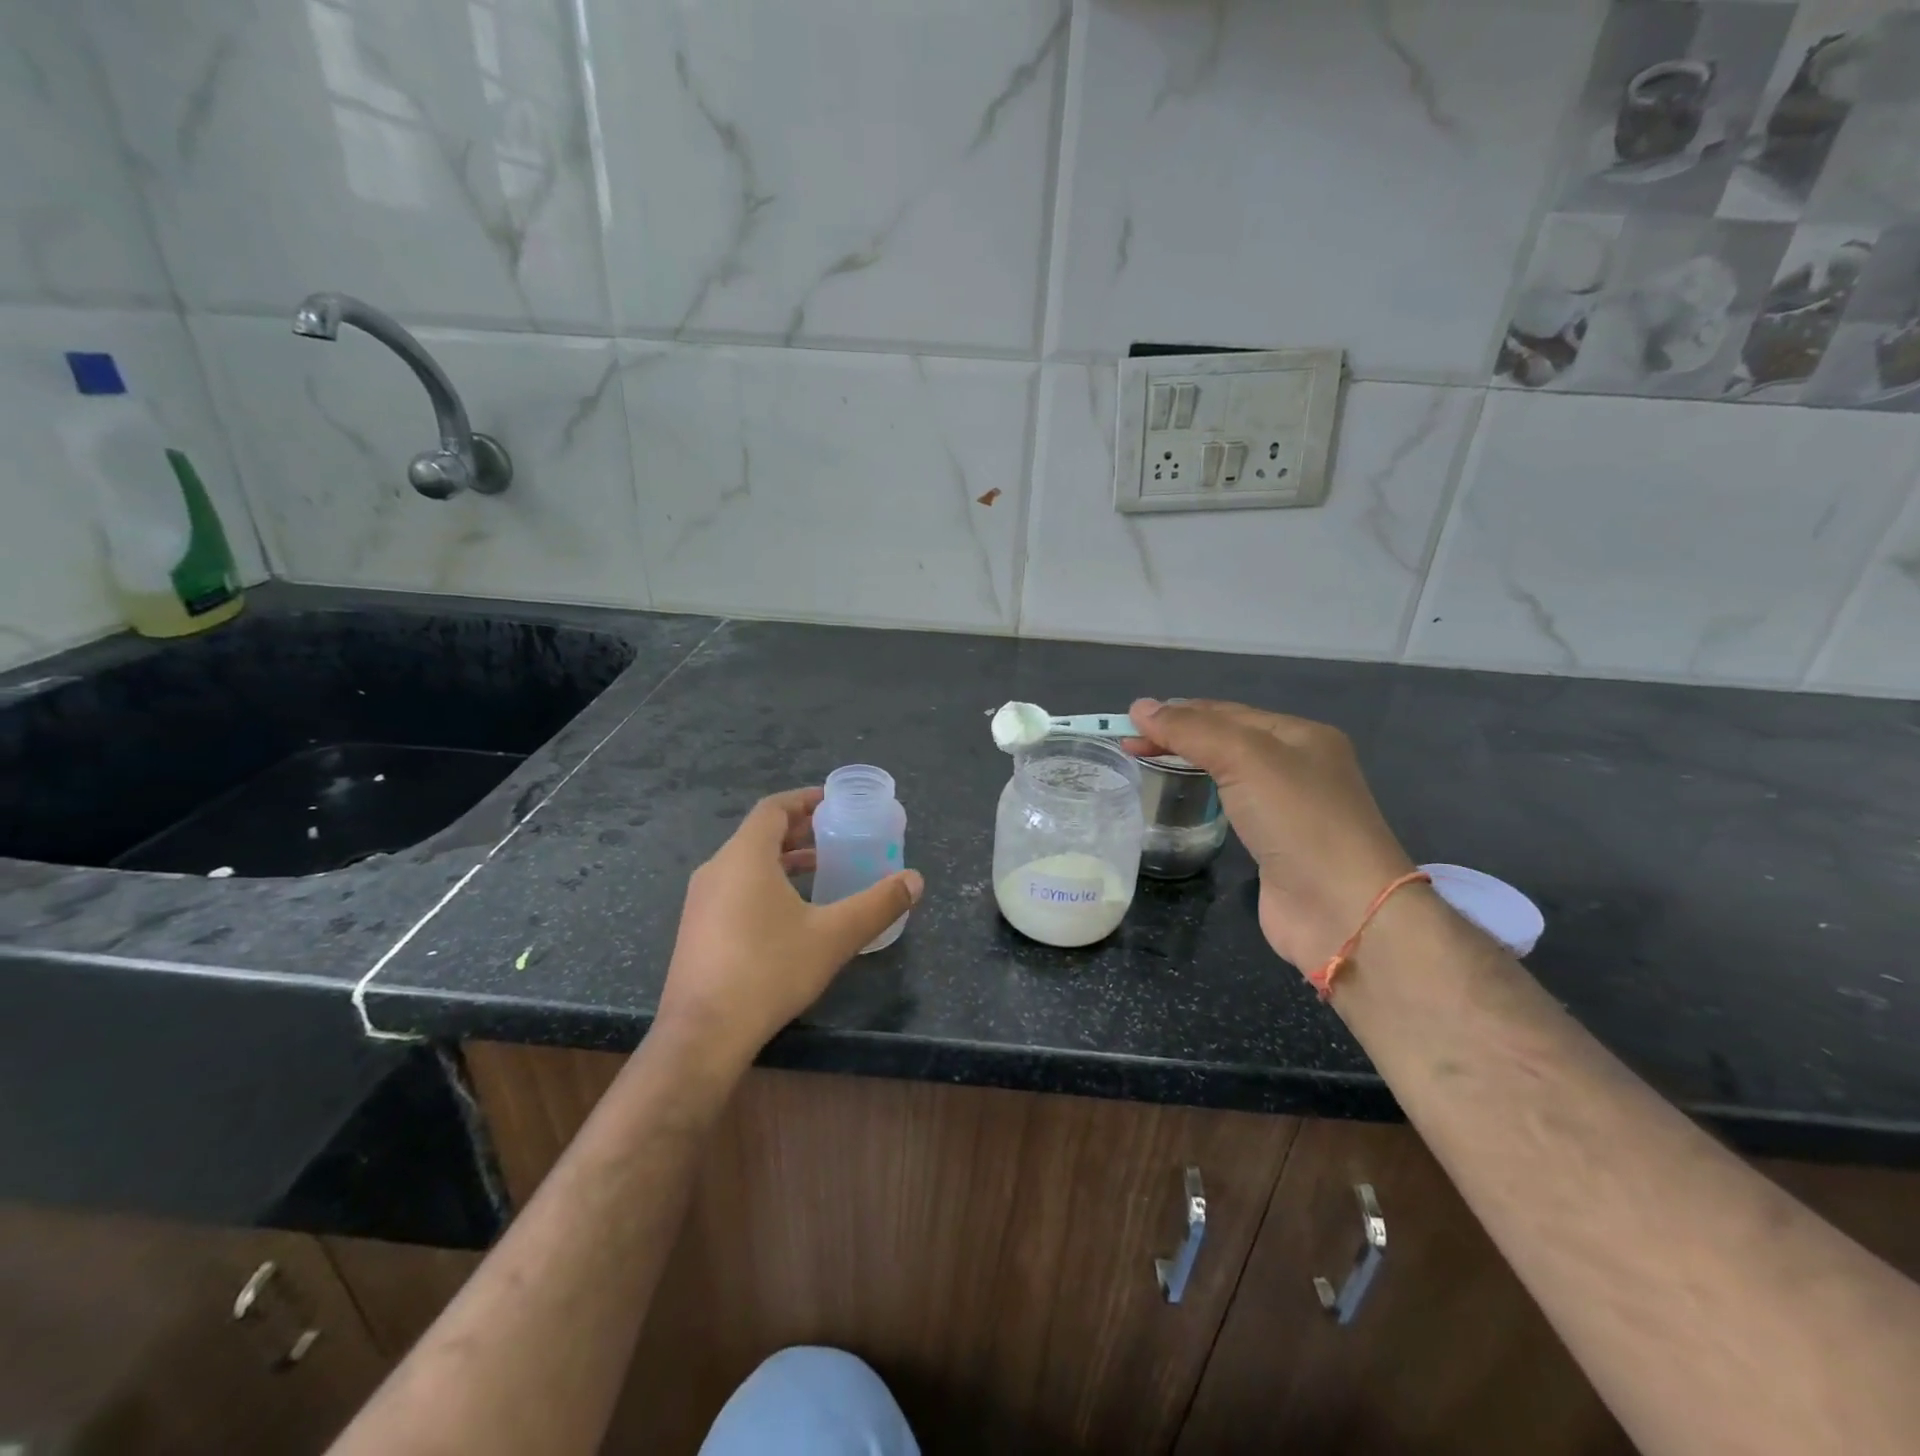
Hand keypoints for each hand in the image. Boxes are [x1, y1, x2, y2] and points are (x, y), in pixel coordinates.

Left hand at [654, 788, 923, 1071]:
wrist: (702, 1035)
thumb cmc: (769, 971)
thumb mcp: (834, 936)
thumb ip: (878, 904)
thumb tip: (915, 880)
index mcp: (745, 856)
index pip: (773, 808)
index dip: (805, 800)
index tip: (834, 803)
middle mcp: (717, 869)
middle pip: (760, 834)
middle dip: (799, 831)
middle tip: (836, 835)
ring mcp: (700, 901)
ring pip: (746, 863)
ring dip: (783, 859)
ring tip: (820, 870)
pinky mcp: (696, 930)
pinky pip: (734, 888)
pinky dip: (765, 884)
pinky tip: (789, 914)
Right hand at [1126, 699, 1414, 972]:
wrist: (1342, 910)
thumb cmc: (1298, 820)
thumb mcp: (1245, 758)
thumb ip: (1191, 731)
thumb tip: (1139, 706)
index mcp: (1300, 735)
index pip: (1227, 712)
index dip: (1177, 713)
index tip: (1129, 723)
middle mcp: (1299, 765)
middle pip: (1228, 739)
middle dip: (1179, 737)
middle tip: (1129, 745)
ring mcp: (1290, 808)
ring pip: (1230, 772)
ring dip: (1190, 763)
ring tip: (1147, 764)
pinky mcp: (1277, 844)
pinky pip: (1233, 806)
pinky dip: (1205, 796)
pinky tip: (1186, 799)